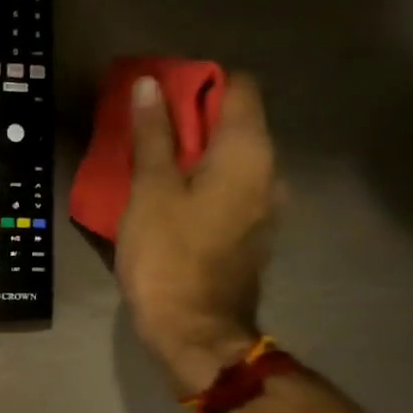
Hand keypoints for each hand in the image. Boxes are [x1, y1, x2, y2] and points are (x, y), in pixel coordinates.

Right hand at [115, 73, 276, 396]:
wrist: (195, 331)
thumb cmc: (168, 256)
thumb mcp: (150, 190)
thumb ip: (153, 135)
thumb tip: (149, 84)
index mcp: (248, 153)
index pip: (238, 87)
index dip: (198, 81)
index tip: (159, 93)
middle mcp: (268, 171)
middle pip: (235, 121)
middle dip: (190, 115)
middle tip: (143, 125)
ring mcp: (264, 204)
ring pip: (230, 155)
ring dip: (193, 149)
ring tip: (149, 159)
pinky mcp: (251, 230)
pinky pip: (229, 185)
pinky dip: (201, 178)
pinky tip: (167, 194)